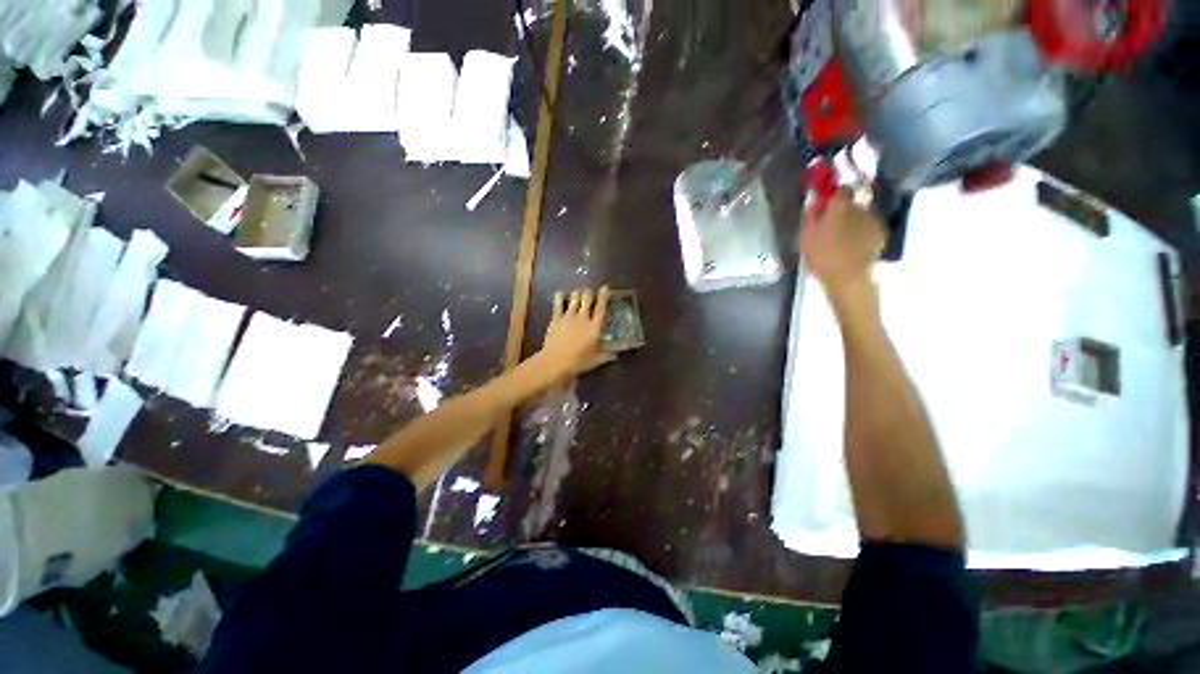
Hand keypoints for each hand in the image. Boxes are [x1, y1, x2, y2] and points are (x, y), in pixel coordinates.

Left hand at [536, 287, 612, 381]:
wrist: (556, 361)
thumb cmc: (579, 361)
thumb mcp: (596, 360)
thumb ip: (606, 355)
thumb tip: (616, 356)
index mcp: (594, 327)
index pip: (601, 308)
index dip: (604, 296)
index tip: (605, 288)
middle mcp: (583, 318)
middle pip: (587, 299)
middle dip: (589, 292)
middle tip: (589, 291)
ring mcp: (568, 316)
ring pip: (574, 299)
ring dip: (577, 294)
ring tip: (578, 292)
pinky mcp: (556, 319)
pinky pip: (558, 304)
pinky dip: (559, 297)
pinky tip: (560, 294)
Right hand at [799, 190, 884, 297]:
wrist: (849, 278)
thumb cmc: (822, 257)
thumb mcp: (806, 236)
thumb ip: (810, 215)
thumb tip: (813, 200)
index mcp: (841, 206)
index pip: (841, 189)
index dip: (832, 196)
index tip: (824, 206)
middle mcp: (862, 208)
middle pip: (852, 203)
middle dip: (842, 211)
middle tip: (829, 228)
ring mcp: (874, 221)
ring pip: (861, 215)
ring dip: (853, 222)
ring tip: (841, 240)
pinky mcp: (882, 234)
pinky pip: (869, 228)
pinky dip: (862, 233)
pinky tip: (852, 247)